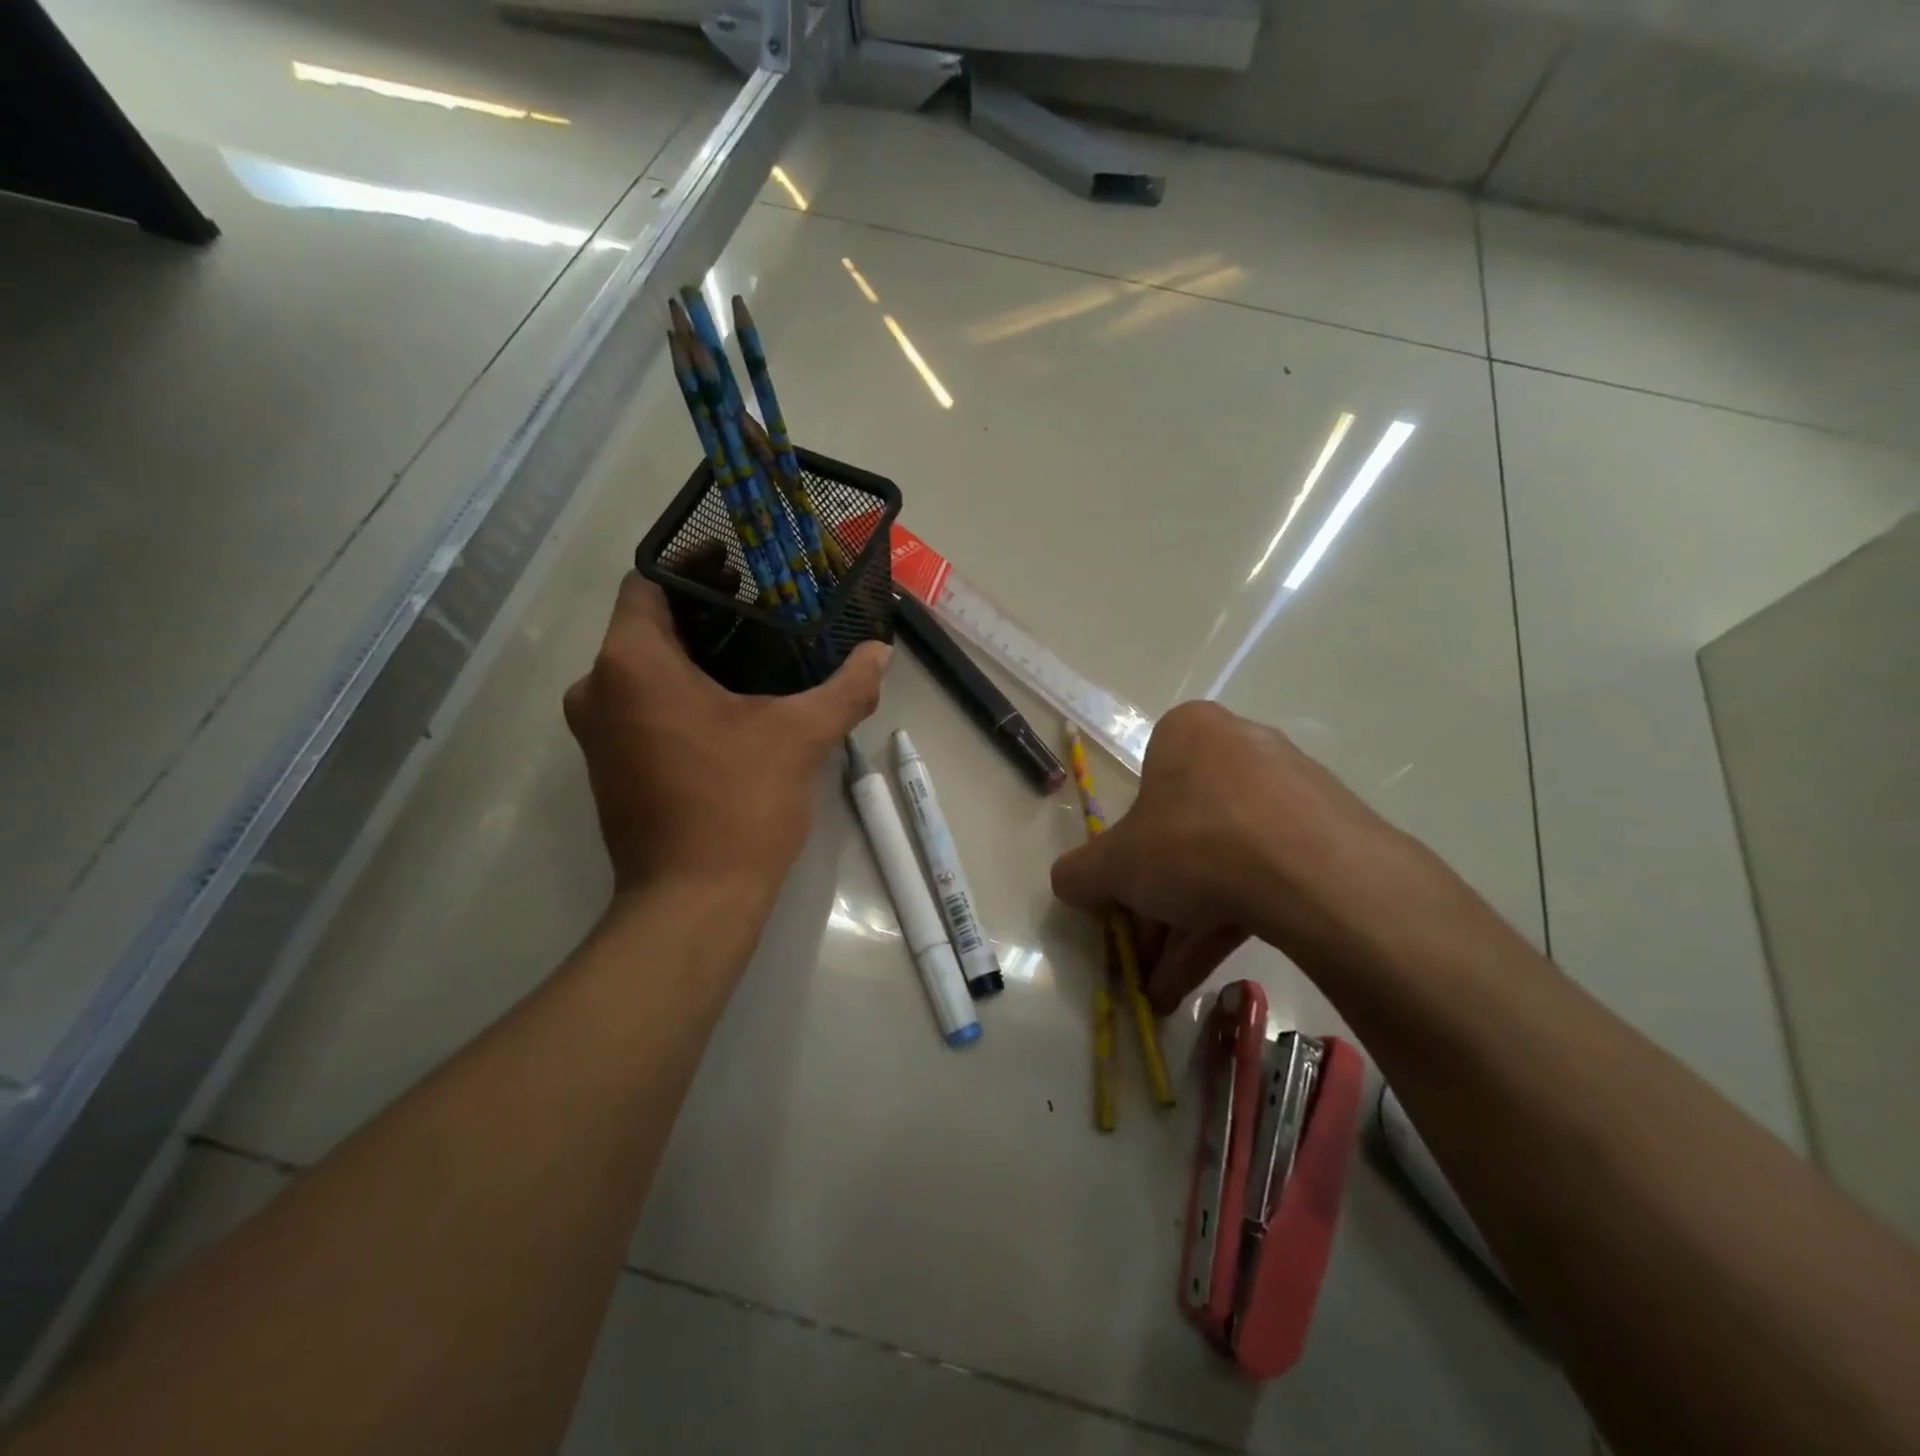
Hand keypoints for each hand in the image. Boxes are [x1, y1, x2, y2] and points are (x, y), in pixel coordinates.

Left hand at [564, 570, 888, 904]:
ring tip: (754, 650)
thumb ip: (845, 687)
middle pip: (647, 625)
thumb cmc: (739, 805)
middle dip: (701, 611)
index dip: (693, 567)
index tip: (739, 566)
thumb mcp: (801, 737)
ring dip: (692, 654)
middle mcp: (598, 689)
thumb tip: (881, 653)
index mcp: (632, 664)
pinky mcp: (609, 766)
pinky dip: (678, 691)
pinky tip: (731, 702)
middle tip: (761, 606)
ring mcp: (597, 733)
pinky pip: (640, 705)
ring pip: (642, 668)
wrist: (693, 902)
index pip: (648, 584)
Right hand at [1050, 701, 1416, 1012]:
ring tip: (1166, 986)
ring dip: (1188, 926)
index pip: (1145, 789)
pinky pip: (1266, 875)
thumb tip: (1067, 882)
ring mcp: (1292, 789)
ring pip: (1225, 860)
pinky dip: (1232, 921)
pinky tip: (1204, 974)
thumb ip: (1080, 873)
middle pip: (1184, 832)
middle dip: (1158, 903)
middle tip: (1144, 953)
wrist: (1312, 874)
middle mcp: (1241, 747)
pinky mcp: (1328, 833)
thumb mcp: (1115, 865)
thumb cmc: (1193, 843)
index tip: (1125, 895)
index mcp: (1189, 732)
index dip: (1128, 850)